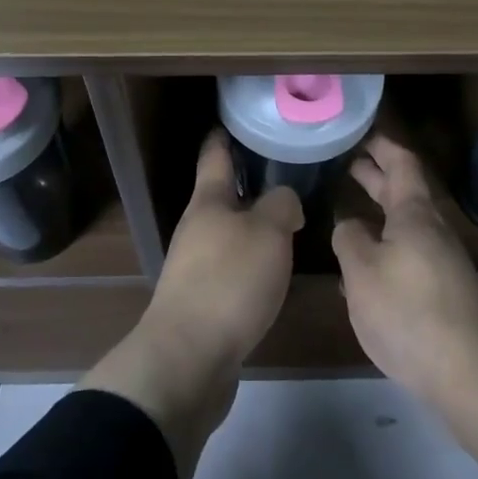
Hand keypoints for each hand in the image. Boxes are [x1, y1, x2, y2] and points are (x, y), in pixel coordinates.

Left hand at [81, 132, 300, 478]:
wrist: (189, 357)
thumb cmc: (229, 281)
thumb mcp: (268, 232)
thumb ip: (281, 206)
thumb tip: (284, 202)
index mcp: (209, 202)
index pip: (215, 156)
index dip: (225, 136)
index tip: (236, 121)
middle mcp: (197, 229)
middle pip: (222, 196)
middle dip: (248, 184)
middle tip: (284, 174)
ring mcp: (195, 266)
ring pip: (228, 234)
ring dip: (253, 226)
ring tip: (288, 223)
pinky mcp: (203, 301)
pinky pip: (232, 268)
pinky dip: (252, 261)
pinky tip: (274, 271)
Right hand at [333, 134, 477, 402]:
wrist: (469, 372)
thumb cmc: (409, 311)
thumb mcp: (362, 271)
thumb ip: (349, 238)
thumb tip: (348, 224)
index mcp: (414, 214)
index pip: (401, 162)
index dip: (381, 145)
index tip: (358, 132)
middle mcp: (432, 230)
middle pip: (404, 191)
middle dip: (376, 176)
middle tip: (346, 164)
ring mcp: (440, 260)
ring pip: (405, 223)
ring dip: (378, 211)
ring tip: (347, 211)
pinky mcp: (441, 289)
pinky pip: (408, 251)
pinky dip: (384, 243)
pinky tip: (362, 264)